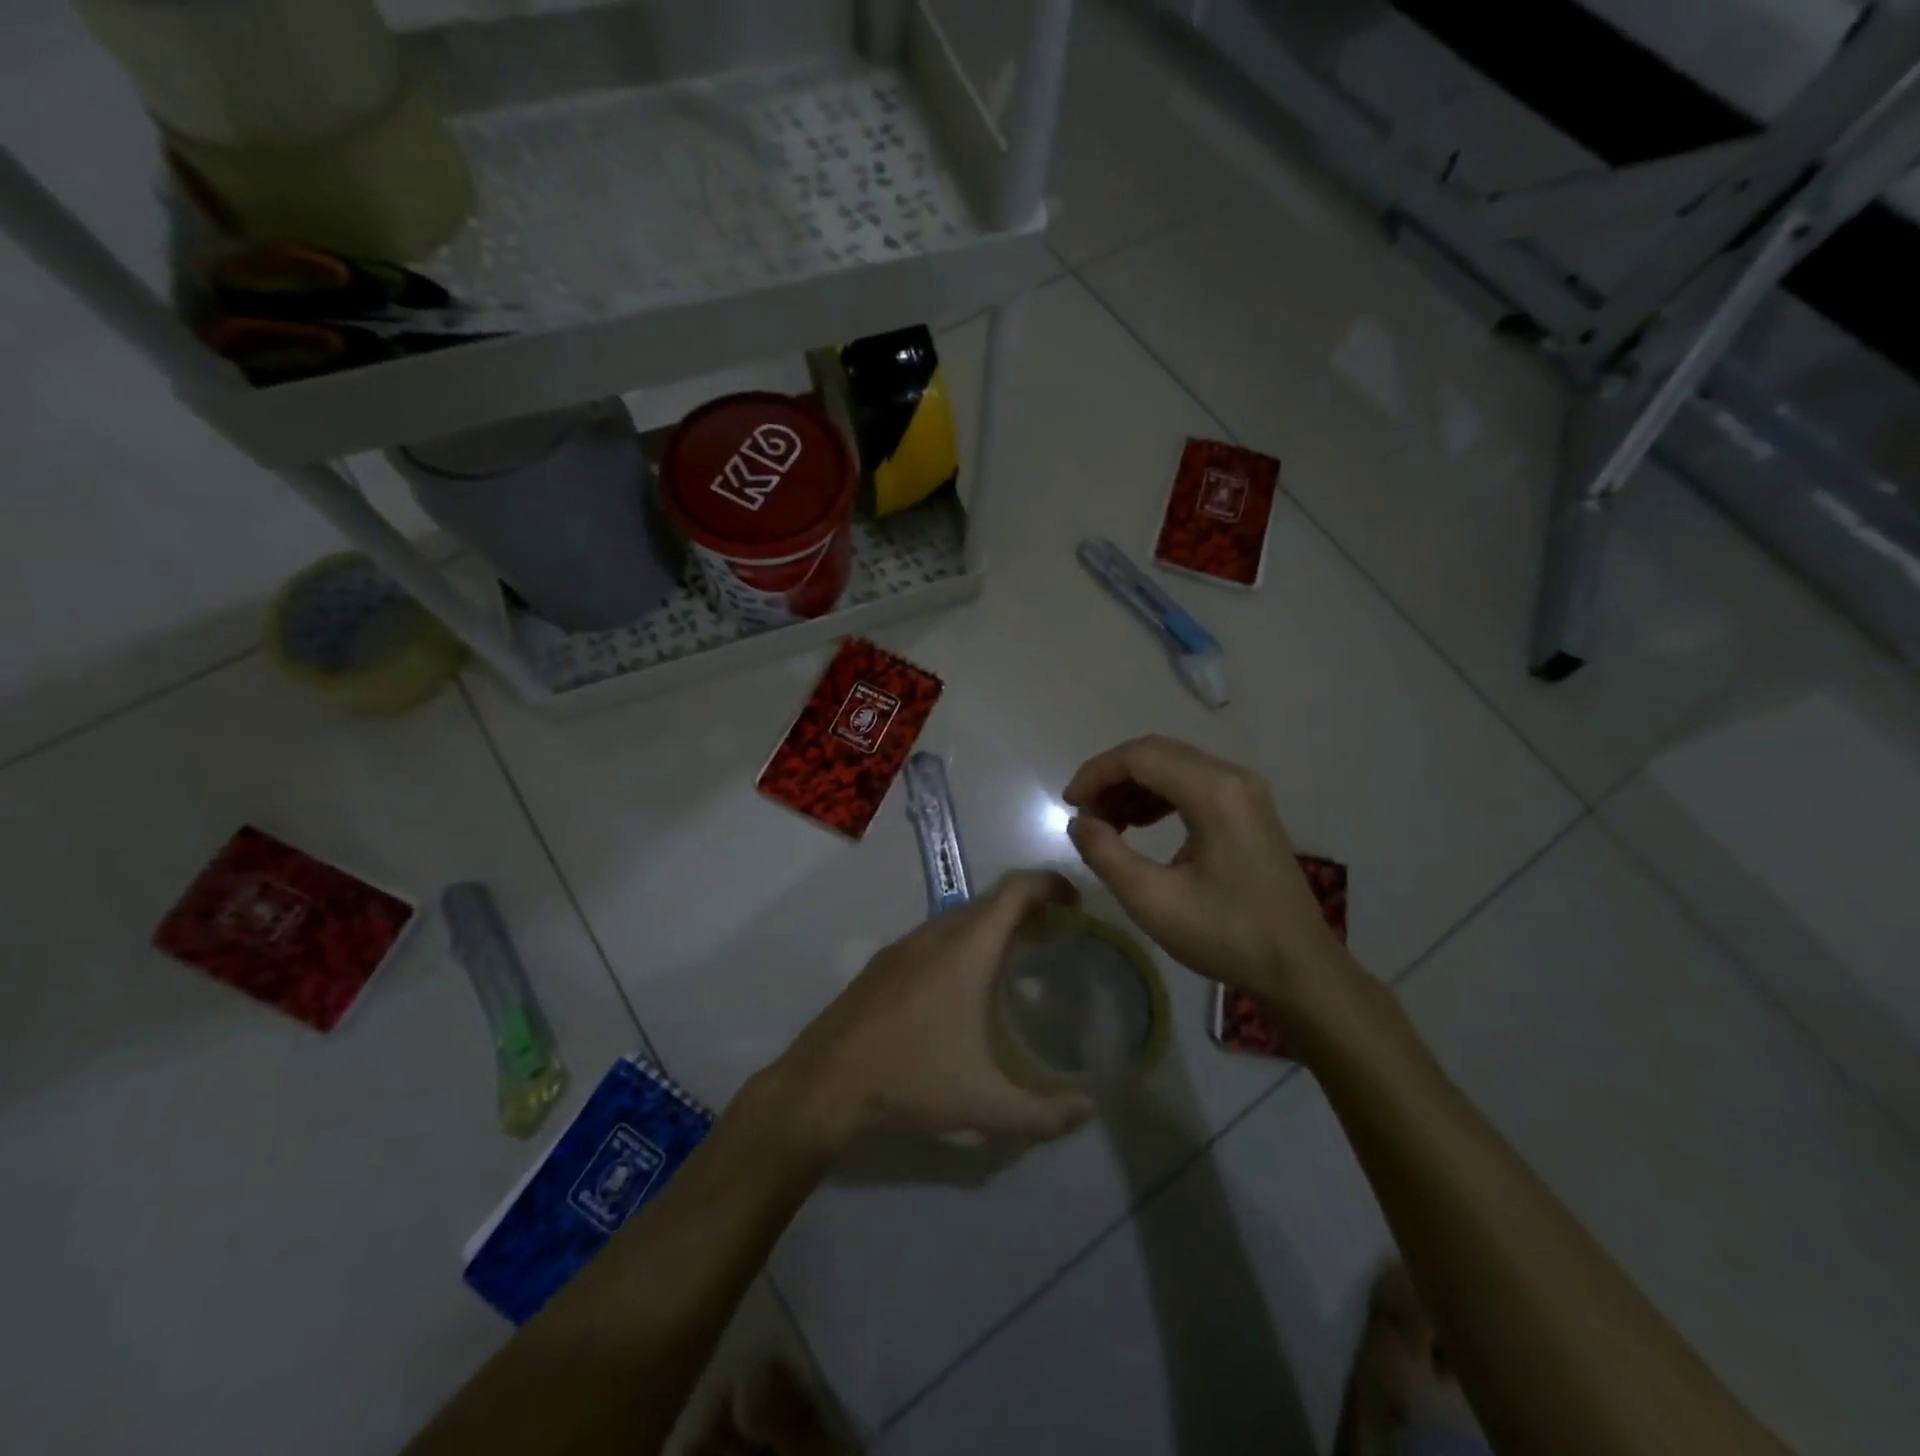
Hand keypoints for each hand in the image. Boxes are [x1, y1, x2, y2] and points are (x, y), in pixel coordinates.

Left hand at [768, 872, 1095, 1150]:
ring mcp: (905, 945)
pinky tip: (963, 985)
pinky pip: (935, 934)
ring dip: (993, 924)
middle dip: (1028, 906)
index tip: (1075, 902)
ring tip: (1016, 958)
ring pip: (960, 916)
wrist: (825, 1081)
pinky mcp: (884, 962)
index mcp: (968, 949)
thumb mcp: (986, 1105)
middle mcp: (937, 933)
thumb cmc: (912, 1081)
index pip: (1016, 890)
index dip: (1050, 883)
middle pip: (991, 899)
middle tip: (1055, 935)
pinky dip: (963, 940)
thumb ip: (1045, 1114)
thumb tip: (1087, 1111)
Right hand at [1063, 736, 1354, 1017]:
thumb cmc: (1226, 934)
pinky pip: (1192, 784)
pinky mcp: (1248, 809)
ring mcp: (1245, 792)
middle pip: (1157, 754)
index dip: (1096, 773)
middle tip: (1084, 814)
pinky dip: (1157, 797)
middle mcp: (1233, 778)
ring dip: (1133, 787)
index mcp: (1214, 792)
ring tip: (1105, 824)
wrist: (1298, 967)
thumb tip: (1079, 823)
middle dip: (1112, 777)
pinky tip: (1137, 825)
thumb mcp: (1152, 900)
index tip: (1069, 805)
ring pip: (1173, 767)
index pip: (1140, 756)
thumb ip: (1105, 854)